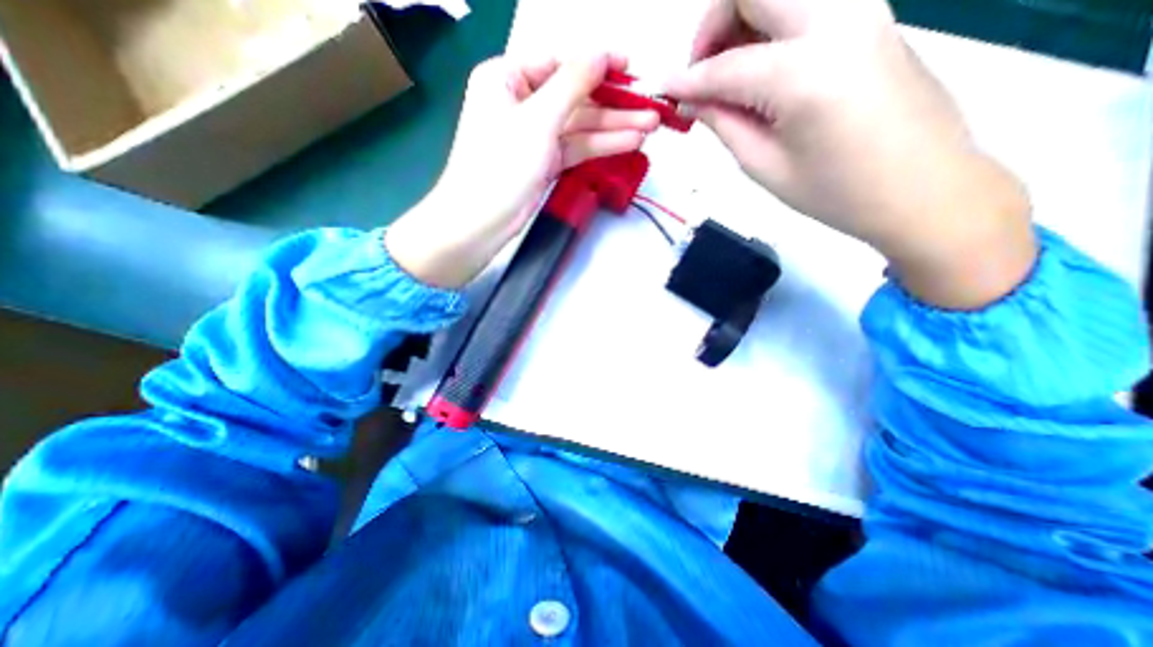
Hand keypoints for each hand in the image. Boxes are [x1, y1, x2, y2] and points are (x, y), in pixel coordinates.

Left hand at [386, 53, 656, 284]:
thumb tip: (601, 53)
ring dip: (613, 128)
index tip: (631, 69)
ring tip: (648, 128)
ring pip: (579, 126)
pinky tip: (627, 144)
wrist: (481, 222)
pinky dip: (600, 146)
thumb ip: (572, 84)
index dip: (597, 64)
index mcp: (507, 78)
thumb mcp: (537, 120)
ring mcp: (534, 135)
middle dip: (612, 104)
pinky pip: (575, 147)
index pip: (560, 63)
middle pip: (574, 97)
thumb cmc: (500, 166)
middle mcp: (521, 102)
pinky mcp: (544, 162)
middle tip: (650, 107)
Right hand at [668, 0, 1036, 308]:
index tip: (662, 92)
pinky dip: (771, 25)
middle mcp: (836, 21)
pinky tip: (761, 69)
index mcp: (804, 73)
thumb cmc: (836, 193)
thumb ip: (723, 124)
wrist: (923, 188)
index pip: (725, 66)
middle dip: (713, 22)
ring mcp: (862, 11)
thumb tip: (692, 100)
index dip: (686, 80)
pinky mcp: (872, 17)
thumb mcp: (764, 166)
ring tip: (729, 72)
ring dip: (743, 19)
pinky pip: (807, 4)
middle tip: (702, 71)